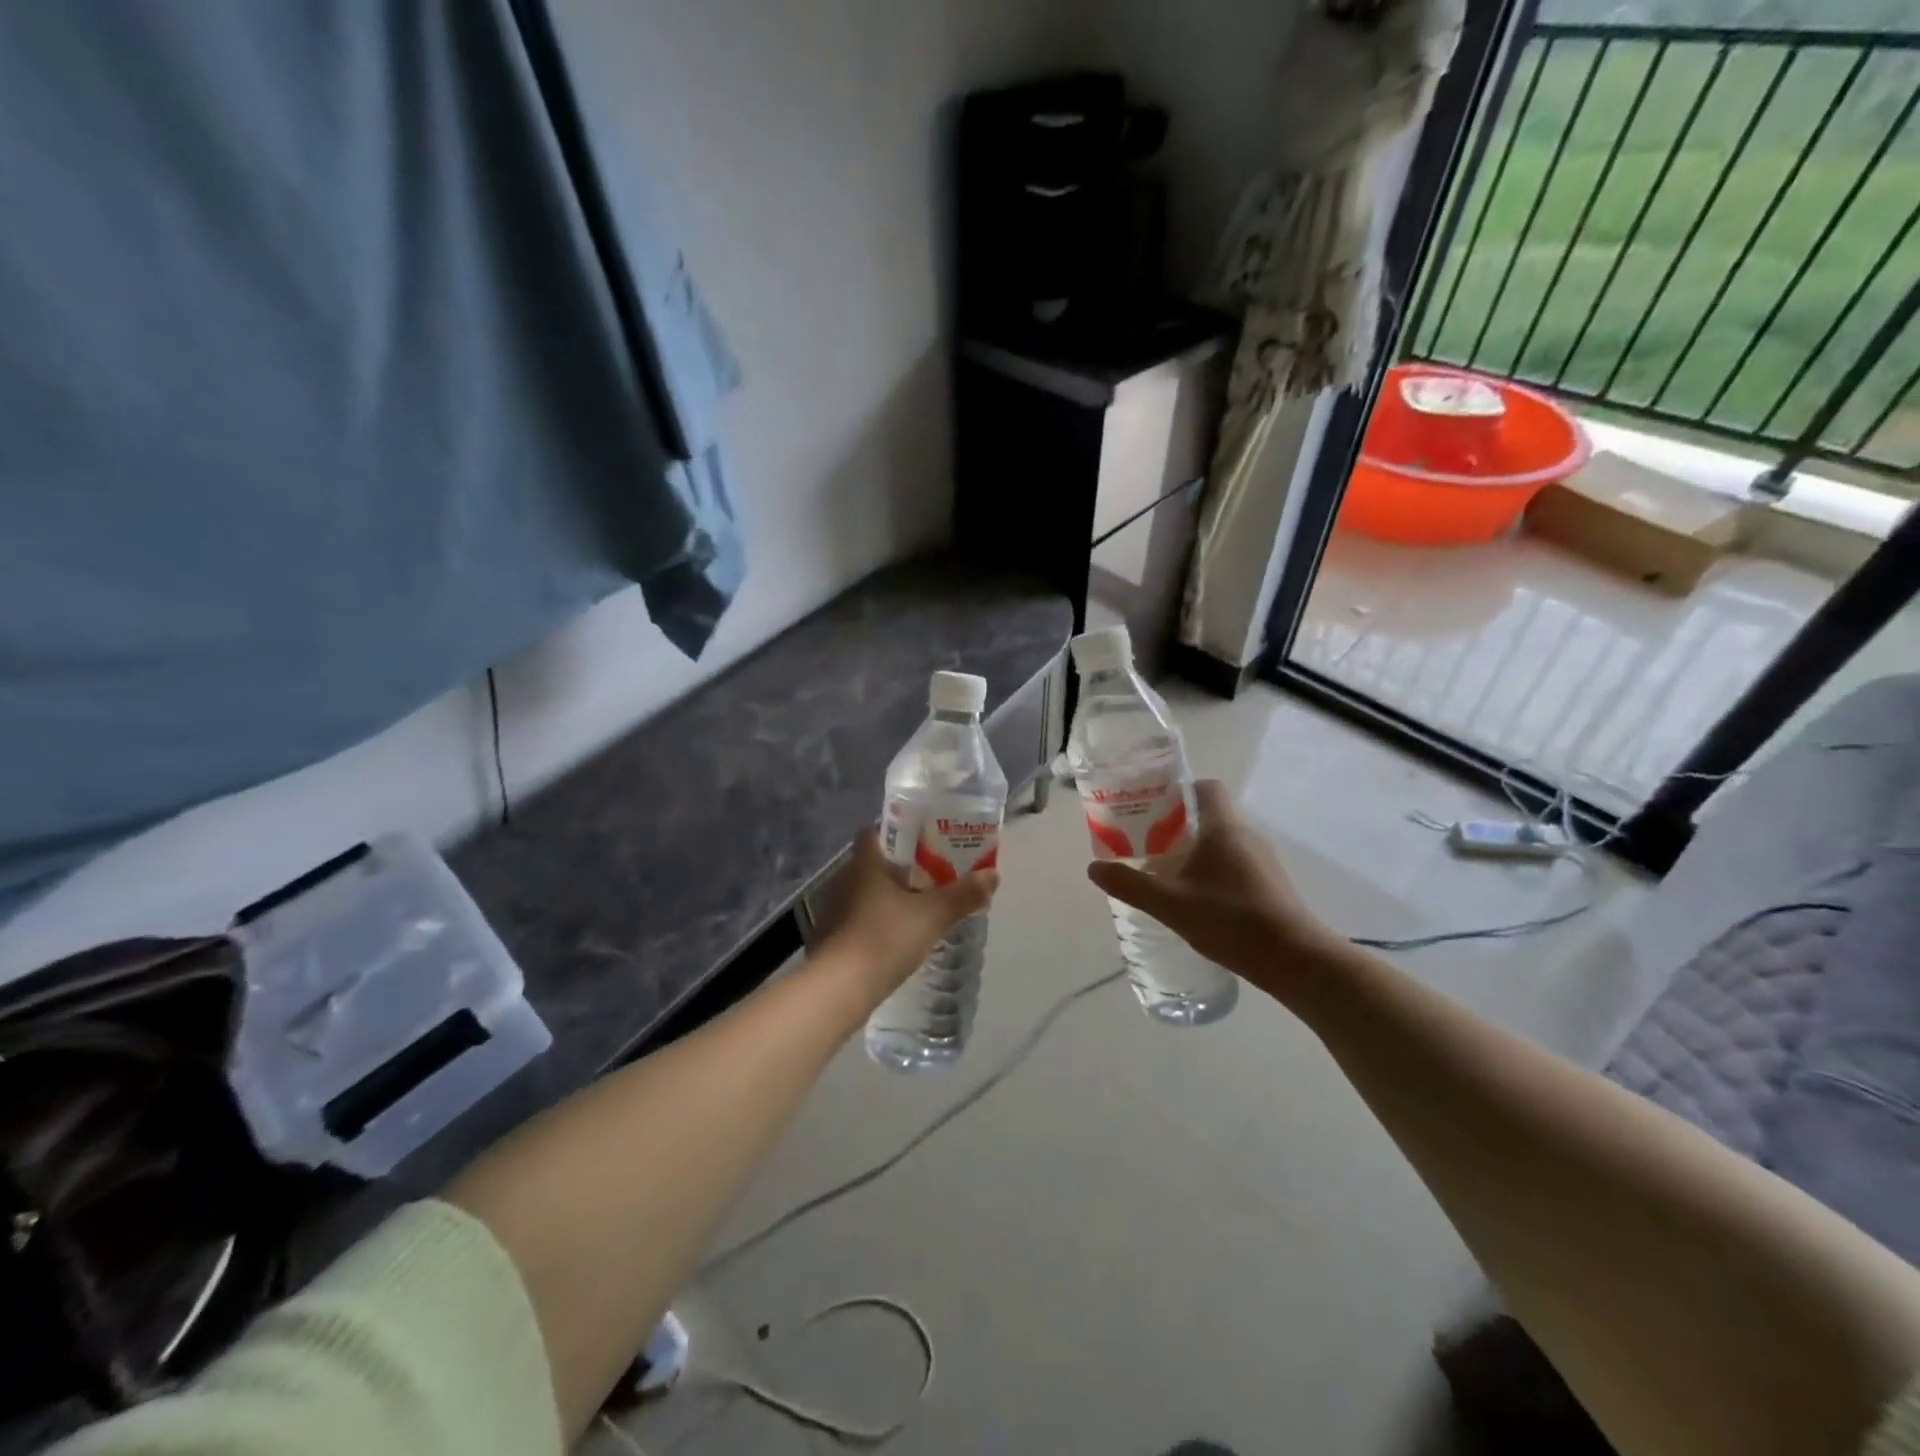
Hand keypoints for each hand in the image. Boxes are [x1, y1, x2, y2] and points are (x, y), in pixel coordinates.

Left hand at [816, 829, 998, 1007]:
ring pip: (867, 893)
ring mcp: (834, 910)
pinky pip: (860, 919)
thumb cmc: (884, 938)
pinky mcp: (832, 938)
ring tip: (921, 908)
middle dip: (902, 868)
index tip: (925, 841)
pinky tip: (898, 938)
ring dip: (891, 898)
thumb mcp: (932, 915)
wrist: (838, 989)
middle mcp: (844, 879)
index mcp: (865, 862)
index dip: (899, 832)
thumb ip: (963, 894)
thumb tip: (993, 875)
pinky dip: (879, 922)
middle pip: (875, 863)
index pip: (876, 832)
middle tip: (934, 877)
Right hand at [1087, 780, 1341, 993]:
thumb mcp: (1171, 904)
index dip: (1178, 790)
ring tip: (1162, 872)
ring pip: (1220, 842)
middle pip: (1208, 815)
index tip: (1150, 807)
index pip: (1205, 787)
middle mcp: (1246, 835)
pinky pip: (1232, 864)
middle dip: (1174, 825)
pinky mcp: (1268, 884)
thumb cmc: (1232, 920)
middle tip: (1144, 842)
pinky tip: (1192, 898)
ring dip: (1192, 851)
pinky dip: (1209, 871)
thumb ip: (1131, 885)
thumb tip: (1094, 868)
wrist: (1296, 960)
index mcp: (1224, 827)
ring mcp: (1261, 861)